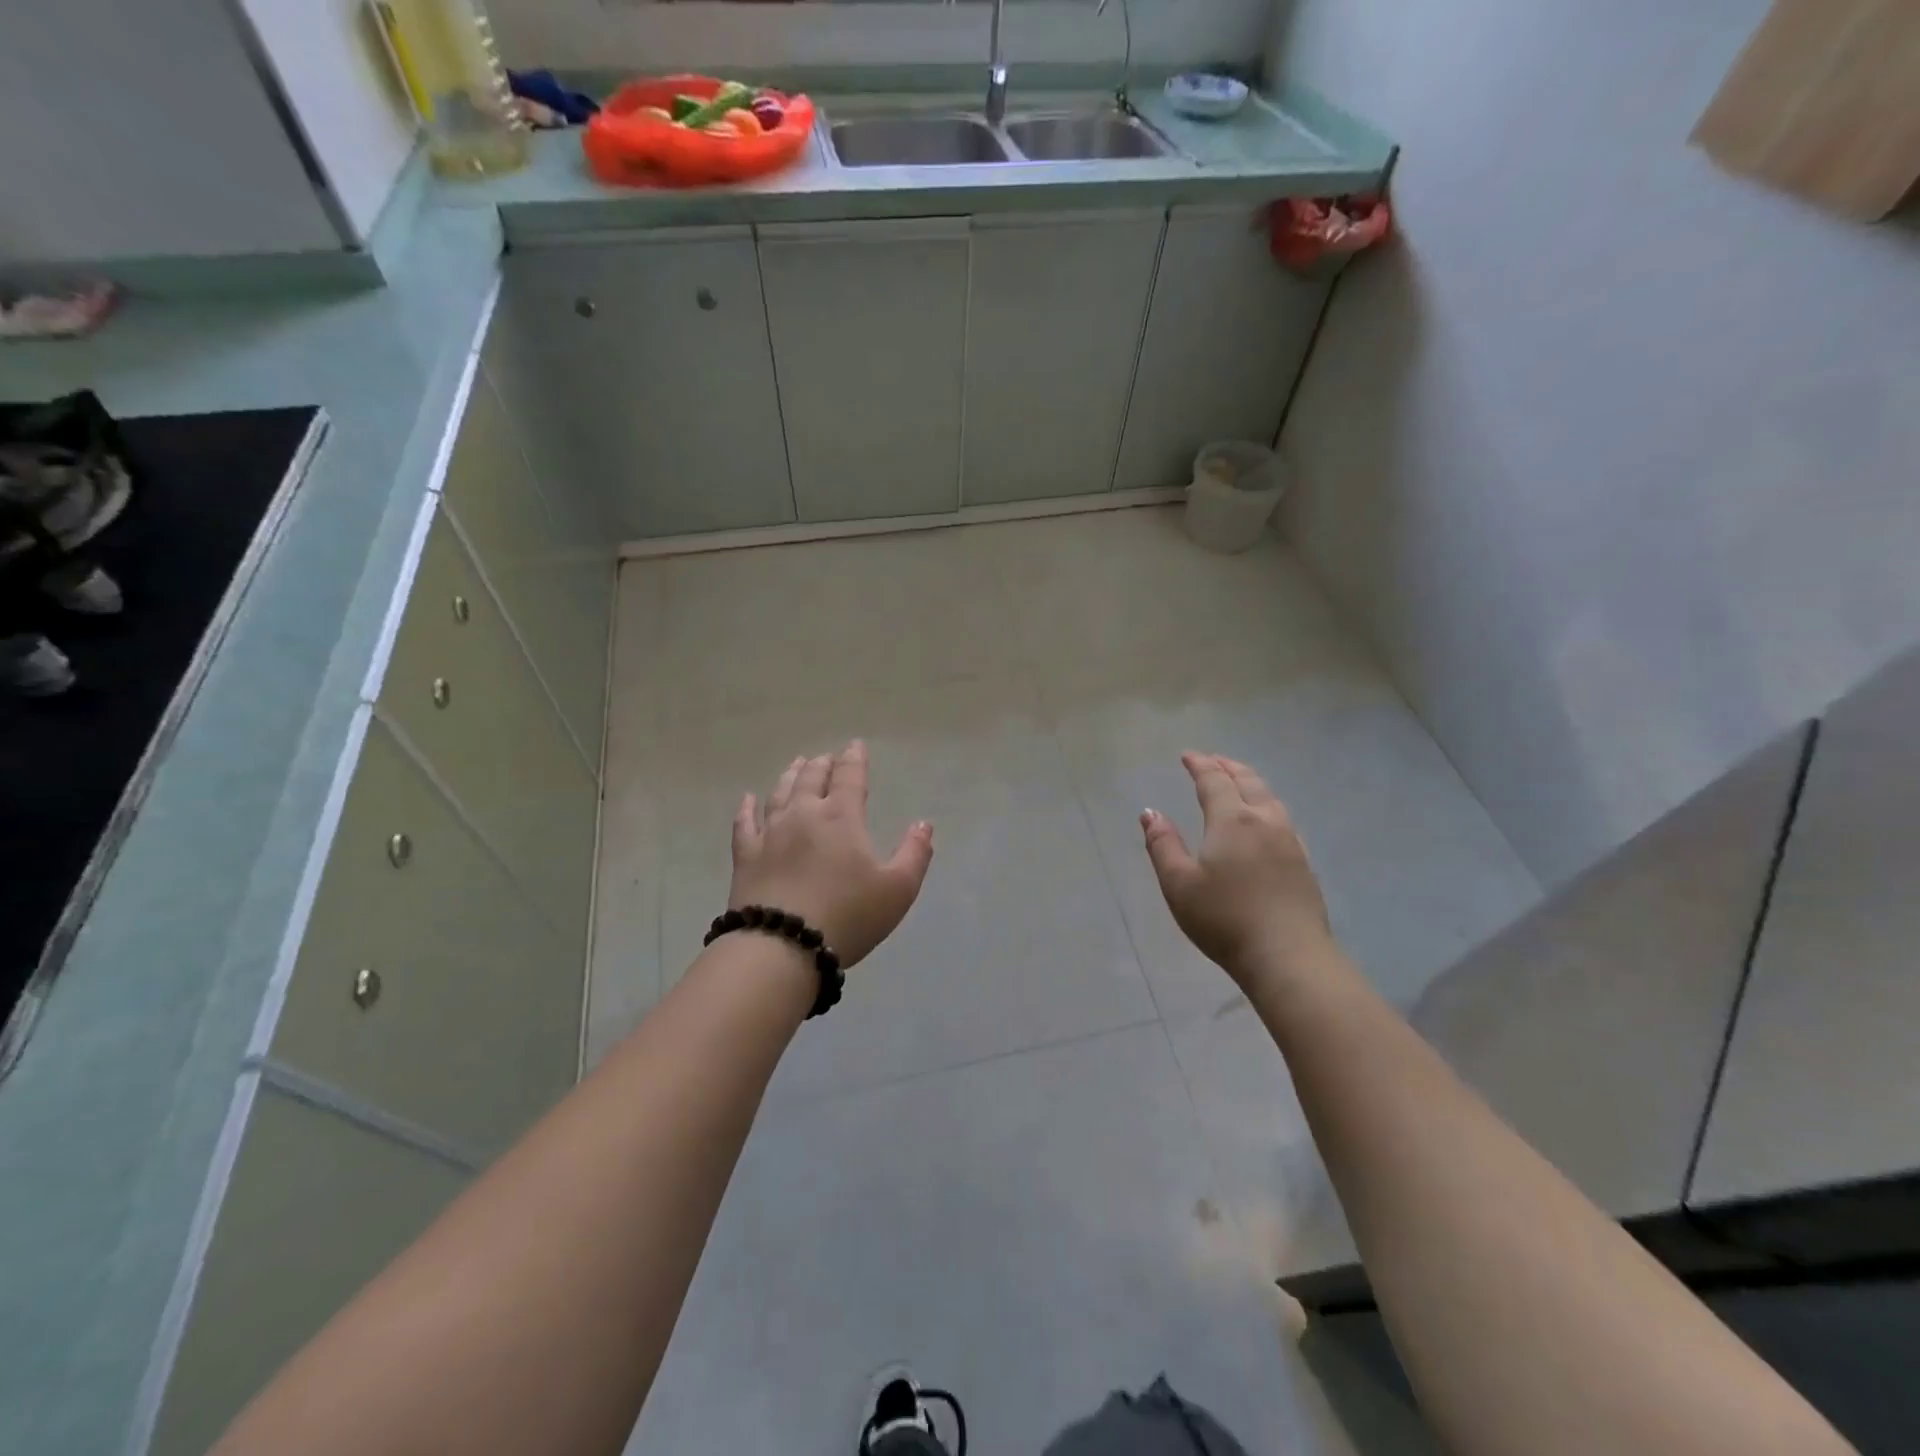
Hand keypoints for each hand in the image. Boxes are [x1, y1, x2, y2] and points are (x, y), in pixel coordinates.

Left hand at [729, 740, 933, 967]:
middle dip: (822, 764)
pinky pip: (744, 823)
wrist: (782, 946)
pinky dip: (746, 808)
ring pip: (779, 793)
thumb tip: (923, 824)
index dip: (854, 759)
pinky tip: (747, 799)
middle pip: (812, 779)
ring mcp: (770, 834)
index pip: (849, 777)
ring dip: (790, 776)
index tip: (855, 746)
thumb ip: (914, 854)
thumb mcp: (898, 890)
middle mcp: (803, 815)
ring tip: (797, 764)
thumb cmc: (848, 916)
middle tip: (826, 757)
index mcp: (841, 818)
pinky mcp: (745, 857)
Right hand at [1140, 753, 1331, 982]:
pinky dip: (1267, 805)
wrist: (1288, 956)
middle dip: (1227, 767)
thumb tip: (1150, 812)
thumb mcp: (1178, 883)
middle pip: (1247, 782)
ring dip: (1250, 783)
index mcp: (1232, 820)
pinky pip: (1283, 819)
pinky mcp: (1303, 863)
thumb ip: (1162, 844)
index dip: (1200, 765)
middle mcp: (1265, 821)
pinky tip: (1266, 821)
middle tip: (1213, 760)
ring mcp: (1290, 841)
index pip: (1214, 781)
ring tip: (1238, 782)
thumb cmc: (1224, 919)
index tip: (1187, 755)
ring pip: (1270, 798)